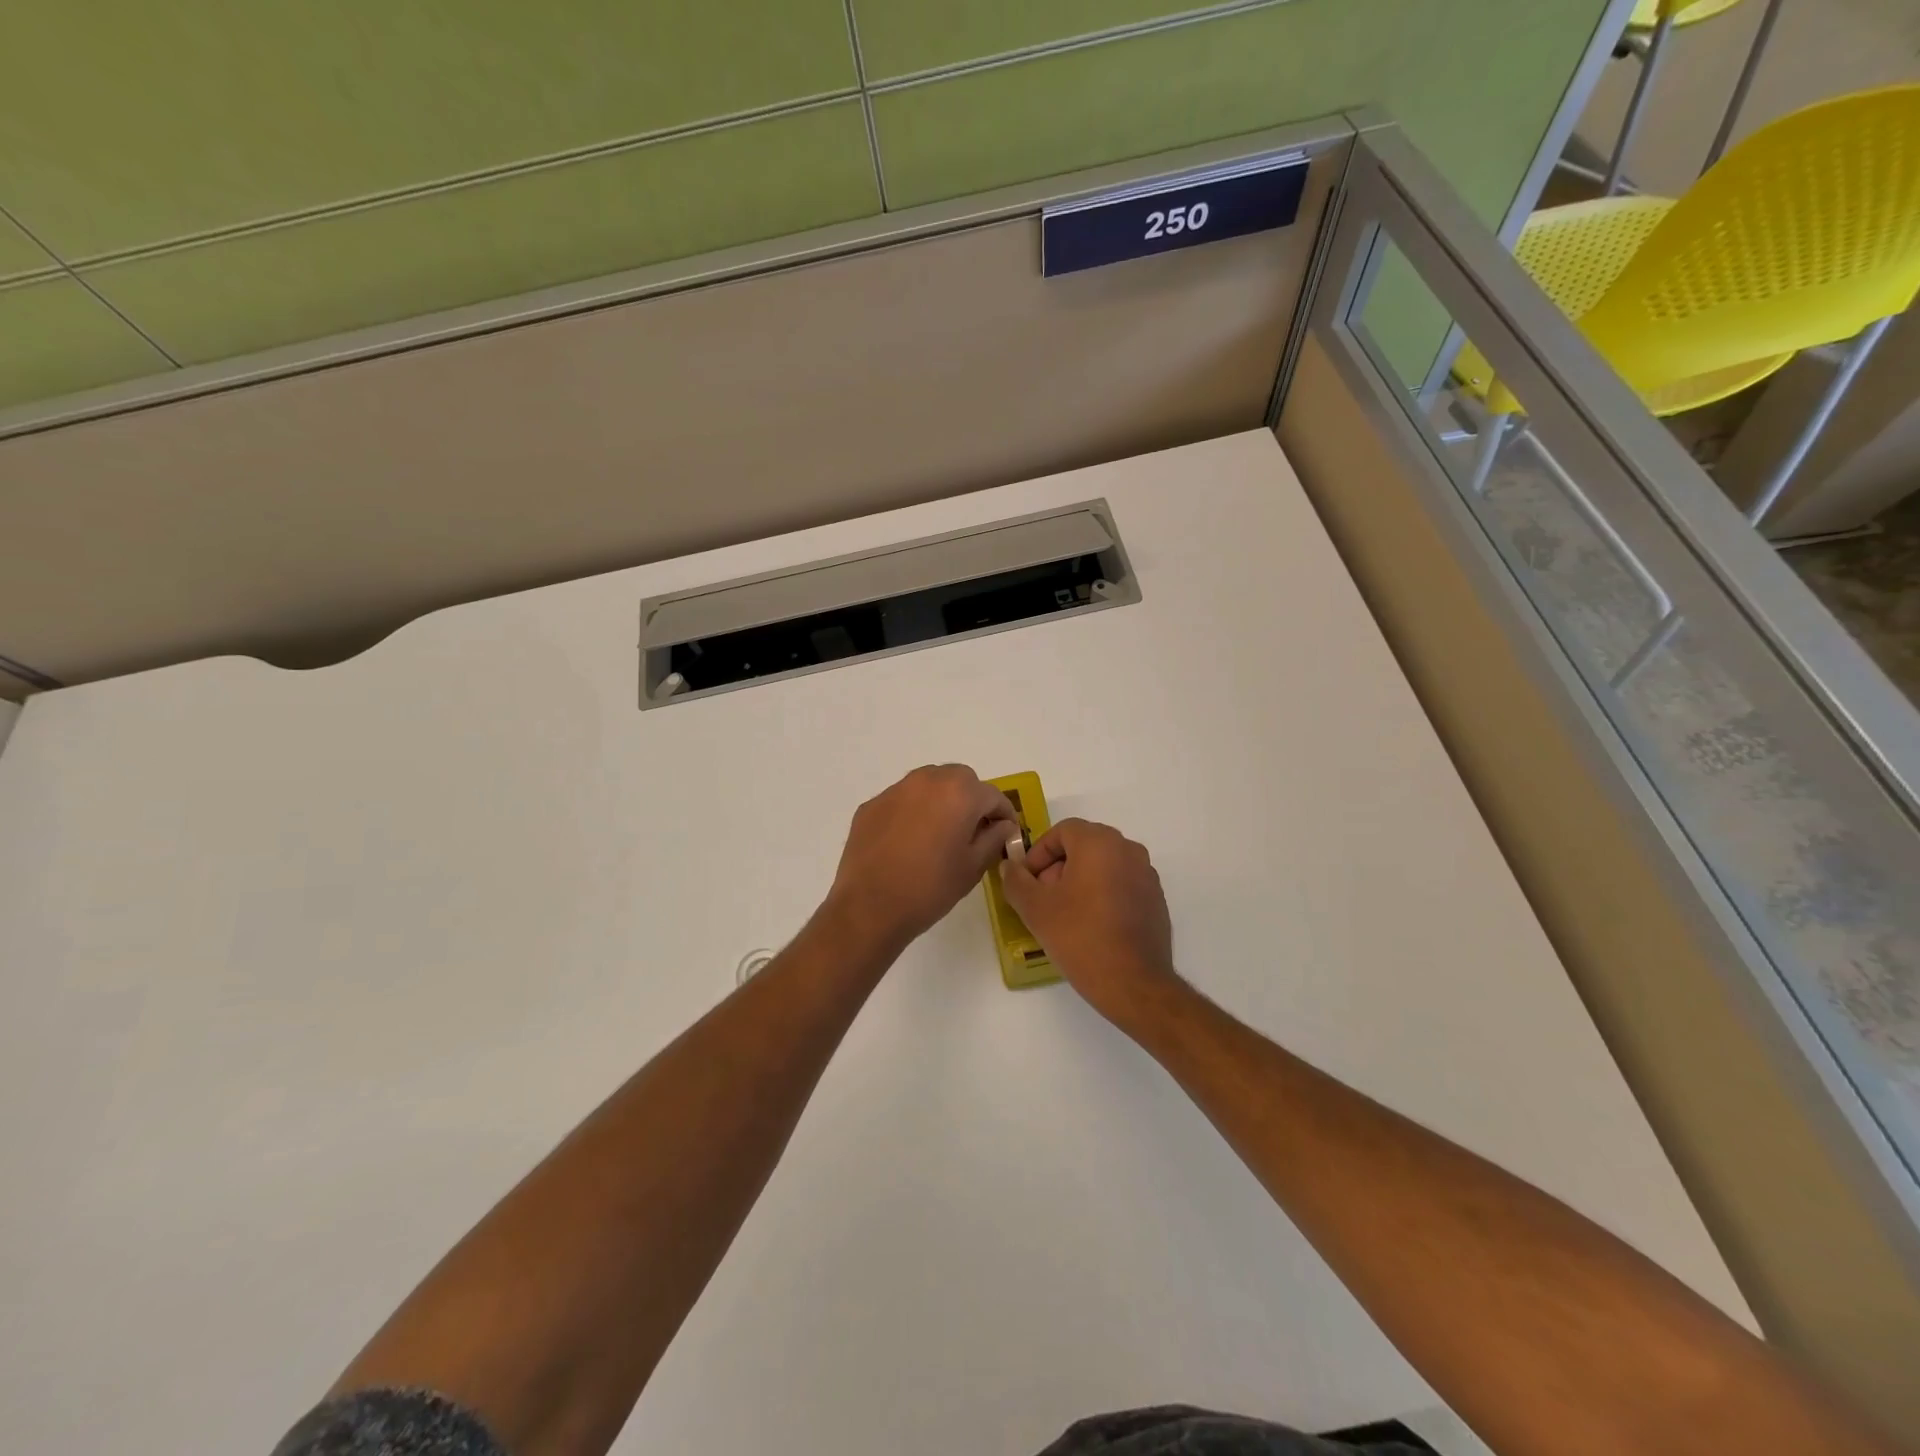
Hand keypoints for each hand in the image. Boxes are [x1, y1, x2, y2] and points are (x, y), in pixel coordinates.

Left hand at [826, 765, 1019, 954]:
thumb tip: (1002, 825)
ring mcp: (895, 790)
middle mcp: (927, 781)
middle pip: (960, 779)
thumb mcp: (973, 866)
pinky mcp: (871, 805)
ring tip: (940, 832)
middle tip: (972, 830)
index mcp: (959, 793)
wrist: (869, 907)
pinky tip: (909, 840)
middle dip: (971, 799)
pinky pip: (902, 799)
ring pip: (929, 784)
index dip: (1004, 814)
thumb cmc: (930, 888)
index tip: (1005, 833)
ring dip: (941, 800)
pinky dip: (913, 811)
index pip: (993, 795)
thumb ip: (994, 838)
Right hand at [999, 818, 1180, 1027]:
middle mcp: (1128, 850)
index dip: (1039, 853)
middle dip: (1058, 867)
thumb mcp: (1035, 908)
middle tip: (1043, 897)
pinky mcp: (1156, 900)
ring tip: (1064, 914)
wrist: (1133, 983)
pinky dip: (1102, 894)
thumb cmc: (1080, 936)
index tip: (1027, 880)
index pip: (1062, 831)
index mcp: (1100, 843)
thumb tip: (1010, 867)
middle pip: (1084, 846)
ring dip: (1080, 880)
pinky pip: (1121, 884)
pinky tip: (1091, 926)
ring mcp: (1146, 875)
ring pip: (1104, 865)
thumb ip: (1016, 881)